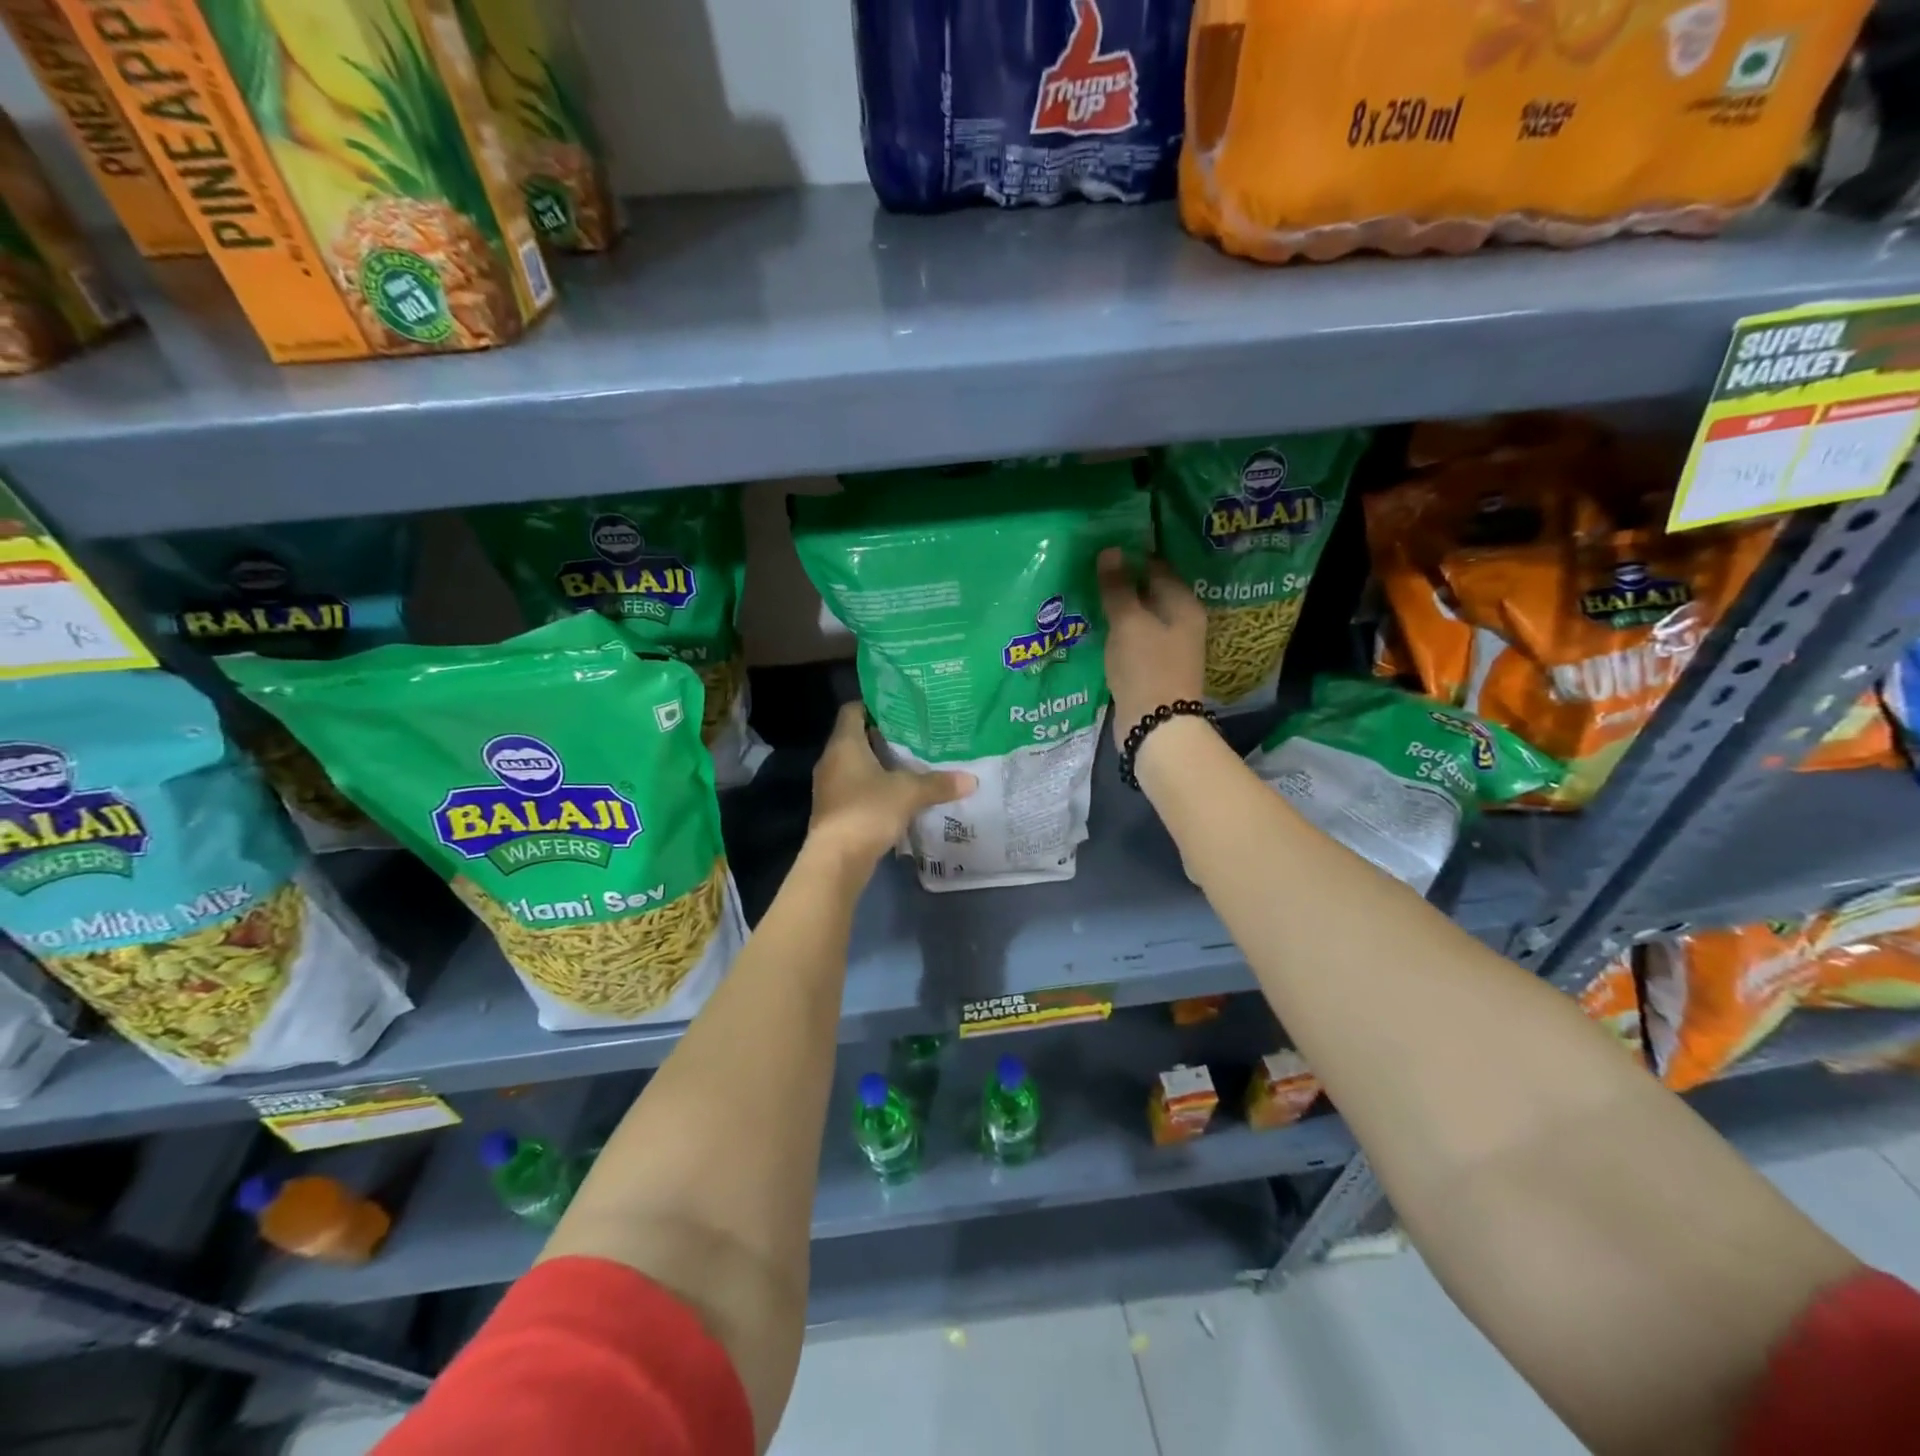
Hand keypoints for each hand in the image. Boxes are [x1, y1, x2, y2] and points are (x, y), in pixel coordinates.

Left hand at [807, 703, 976, 869]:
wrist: (836, 860)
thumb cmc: (868, 811)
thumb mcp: (909, 793)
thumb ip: (938, 783)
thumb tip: (971, 780)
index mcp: (844, 744)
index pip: (853, 710)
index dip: (875, 706)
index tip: (902, 709)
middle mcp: (832, 760)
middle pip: (856, 738)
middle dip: (884, 738)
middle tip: (916, 737)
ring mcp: (830, 787)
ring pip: (856, 766)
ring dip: (880, 766)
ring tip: (912, 765)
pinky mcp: (834, 811)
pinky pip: (856, 789)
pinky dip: (875, 788)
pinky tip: (899, 796)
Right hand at [1097, 548, 1206, 748]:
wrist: (1156, 727)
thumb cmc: (1147, 668)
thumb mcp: (1129, 623)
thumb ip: (1118, 588)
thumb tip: (1110, 551)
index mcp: (1184, 606)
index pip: (1158, 567)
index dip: (1132, 556)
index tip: (1103, 549)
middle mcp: (1182, 624)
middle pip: (1150, 593)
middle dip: (1122, 584)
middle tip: (1088, 571)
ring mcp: (1168, 649)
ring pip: (1140, 619)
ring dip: (1118, 610)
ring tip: (1087, 597)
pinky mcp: (1153, 670)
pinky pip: (1133, 641)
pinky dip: (1117, 634)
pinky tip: (1097, 630)